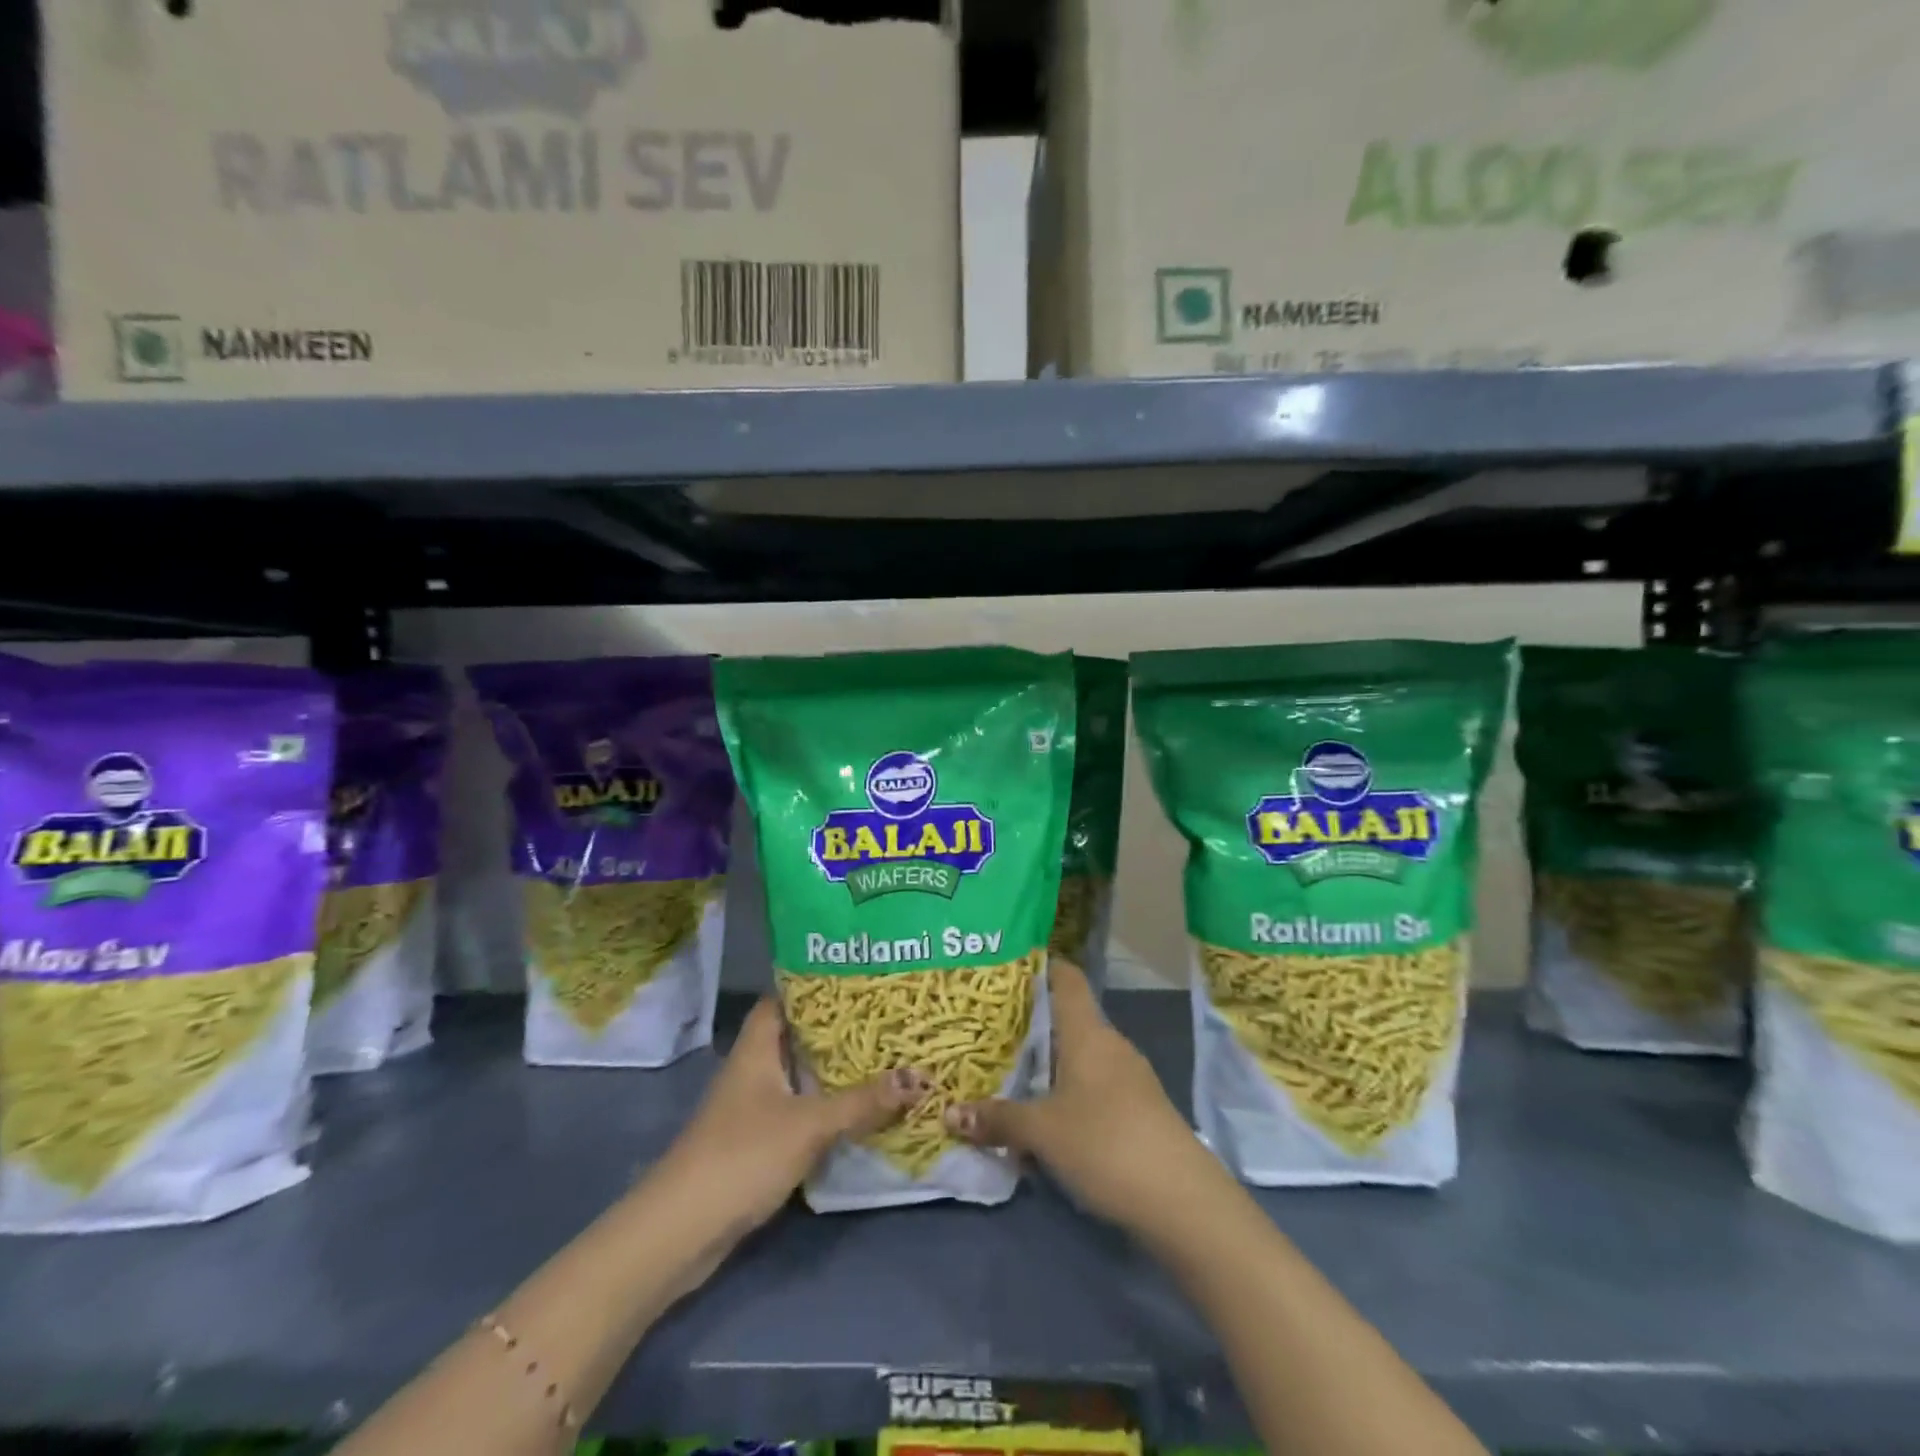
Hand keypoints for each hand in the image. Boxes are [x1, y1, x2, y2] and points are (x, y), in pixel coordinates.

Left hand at [642, 998, 926, 1254]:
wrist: (682, 1231)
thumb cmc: (743, 1155)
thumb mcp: (810, 1124)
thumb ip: (863, 1102)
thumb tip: (919, 1078)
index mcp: (757, 1047)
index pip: (783, 998)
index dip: (815, 985)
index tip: (858, 978)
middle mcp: (752, 1068)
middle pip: (796, 1036)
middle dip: (836, 1029)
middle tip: (884, 1017)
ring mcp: (751, 1107)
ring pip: (798, 1075)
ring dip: (832, 1070)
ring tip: (881, 1055)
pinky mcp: (755, 1141)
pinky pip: (797, 1109)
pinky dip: (823, 1105)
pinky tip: (856, 1108)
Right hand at [945, 959, 1227, 1237]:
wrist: (1183, 1200)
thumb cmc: (1106, 1143)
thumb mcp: (1042, 1132)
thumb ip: (998, 1119)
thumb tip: (950, 1114)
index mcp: (1088, 1032)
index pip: (1066, 978)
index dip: (1040, 967)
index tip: (1005, 970)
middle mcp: (1110, 1045)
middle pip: (1066, 1022)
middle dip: (1029, 1030)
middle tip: (987, 1035)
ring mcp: (1129, 1078)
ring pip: (1078, 1061)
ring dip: (1046, 1072)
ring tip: (1006, 1084)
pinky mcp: (1138, 1110)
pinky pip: (1092, 1090)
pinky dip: (1065, 1100)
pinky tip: (1043, 1130)